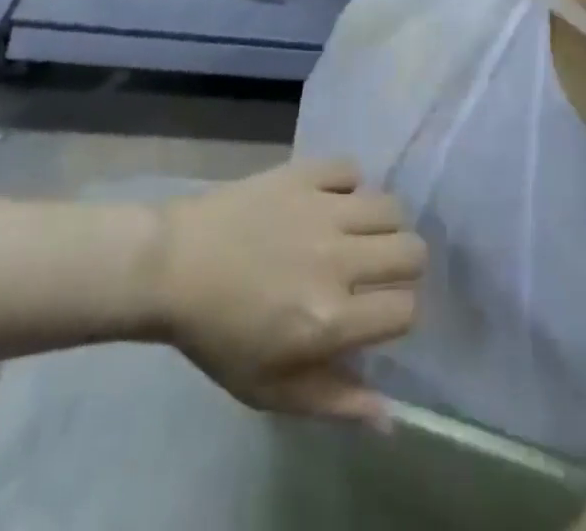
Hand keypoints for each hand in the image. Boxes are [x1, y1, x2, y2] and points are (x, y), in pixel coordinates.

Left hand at [148, 160, 423, 426]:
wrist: (173, 264)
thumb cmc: (219, 334)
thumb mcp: (270, 389)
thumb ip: (334, 402)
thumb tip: (390, 417)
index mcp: (329, 319)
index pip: (405, 309)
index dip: (398, 314)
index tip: (377, 313)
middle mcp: (337, 259)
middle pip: (412, 251)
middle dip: (403, 265)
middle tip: (374, 271)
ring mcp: (322, 209)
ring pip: (391, 207)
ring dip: (381, 224)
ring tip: (357, 233)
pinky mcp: (304, 173)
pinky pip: (350, 169)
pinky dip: (347, 183)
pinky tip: (329, 200)